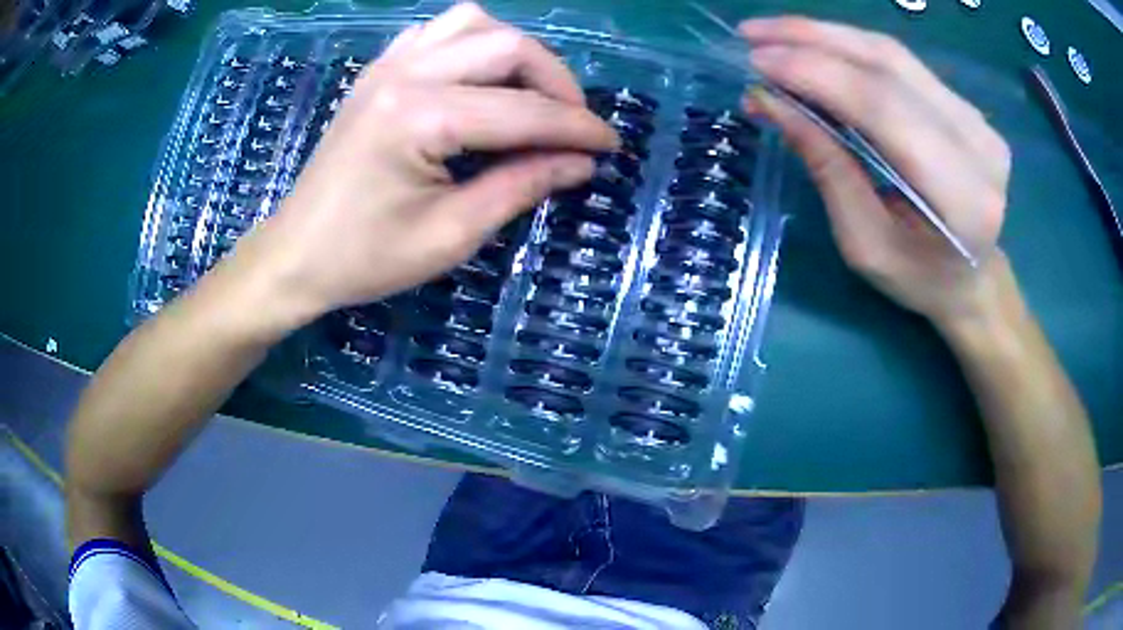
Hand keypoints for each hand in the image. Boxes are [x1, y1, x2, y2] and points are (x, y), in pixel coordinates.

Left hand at [229, 3, 616, 326]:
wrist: (295, 255)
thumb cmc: (365, 258)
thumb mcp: (452, 235)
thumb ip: (521, 187)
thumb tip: (580, 163)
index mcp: (419, 116)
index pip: (523, 111)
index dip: (576, 129)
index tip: (611, 146)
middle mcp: (406, 73)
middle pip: (507, 46)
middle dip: (556, 83)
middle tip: (573, 126)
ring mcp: (388, 64)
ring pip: (474, 23)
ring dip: (516, 53)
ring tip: (531, 95)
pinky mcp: (378, 71)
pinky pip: (437, 32)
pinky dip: (472, 44)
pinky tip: (479, 79)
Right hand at [739, 17, 1010, 327]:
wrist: (974, 281)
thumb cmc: (919, 279)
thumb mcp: (865, 245)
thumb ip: (827, 169)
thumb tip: (771, 101)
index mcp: (960, 196)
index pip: (883, 107)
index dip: (818, 73)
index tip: (757, 60)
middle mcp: (977, 144)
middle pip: (889, 65)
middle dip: (813, 39)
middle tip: (753, 34)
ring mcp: (976, 118)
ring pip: (893, 54)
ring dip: (828, 35)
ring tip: (774, 34)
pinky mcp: (966, 106)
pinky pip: (902, 63)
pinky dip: (852, 49)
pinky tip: (816, 49)